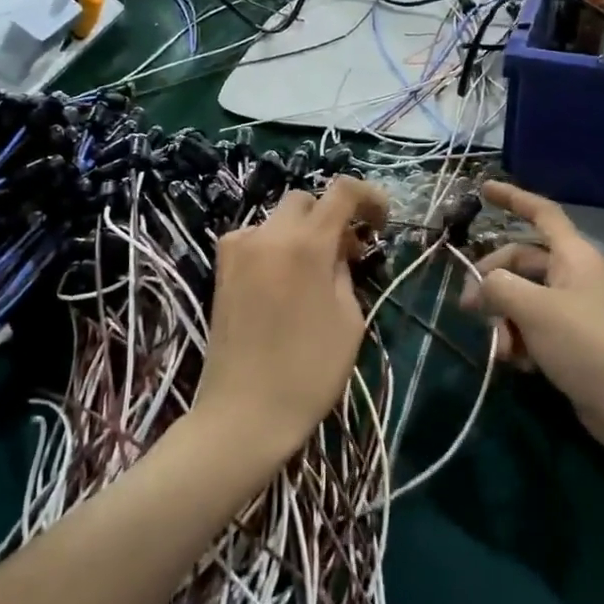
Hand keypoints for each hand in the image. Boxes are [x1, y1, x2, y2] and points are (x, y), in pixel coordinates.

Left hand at [197, 177, 387, 463]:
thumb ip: (344, 271)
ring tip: (316, 272)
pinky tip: (284, 282)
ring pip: (278, 219)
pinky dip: (276, 247)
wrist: (244, 412)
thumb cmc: (309, 371)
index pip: (341, 191)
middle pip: (305, 200)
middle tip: (349, 252)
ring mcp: (238, 249)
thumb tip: (337, 251)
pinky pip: (256, 239)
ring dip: (302, 233)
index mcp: (305, 244)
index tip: (381, 221)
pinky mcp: (222, 268)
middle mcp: (267, 235)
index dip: (369, 196)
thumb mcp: (349, 319)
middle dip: (331, 216)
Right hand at [461, 181, 603, 452]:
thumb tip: (482, 286)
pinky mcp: (571, 342)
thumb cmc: (586, 343)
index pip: (541, 213)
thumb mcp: (534, 309)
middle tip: (468, 308)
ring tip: (501, 349)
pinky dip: (519, 341)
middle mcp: (573, 276)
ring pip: (523, 299)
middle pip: (521, 262)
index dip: (513, 198)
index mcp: (573, 255)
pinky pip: (533, 328)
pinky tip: (516, 364)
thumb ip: (499, 287)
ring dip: (503, 320)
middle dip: (492, 282)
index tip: (483, 188)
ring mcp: (573, 310)